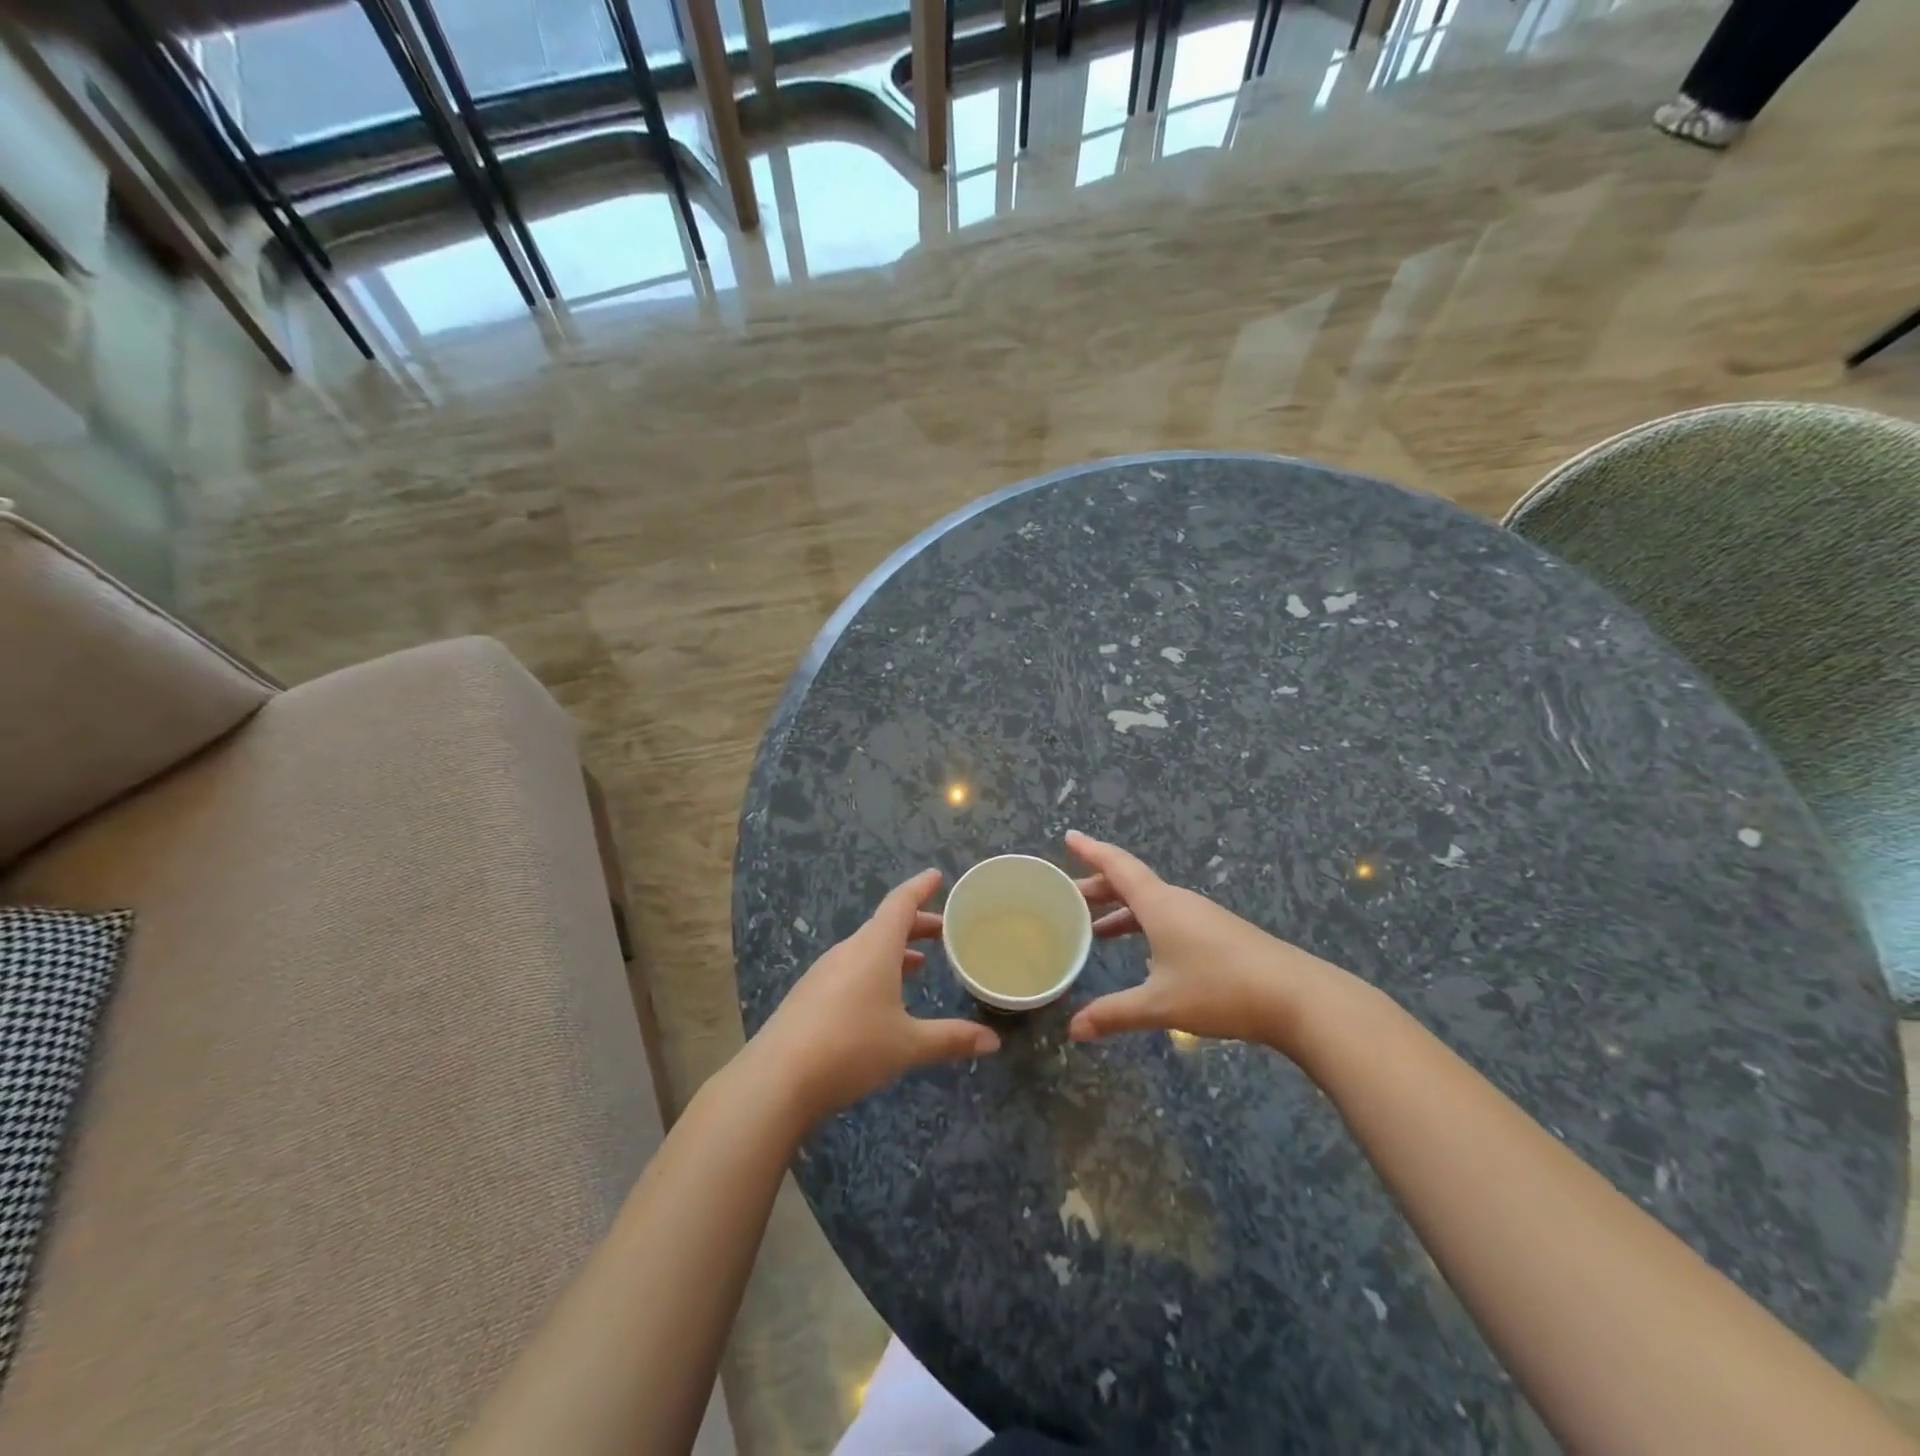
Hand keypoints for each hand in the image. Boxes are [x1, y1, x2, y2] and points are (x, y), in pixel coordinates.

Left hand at [757, 869, 1001, 1118]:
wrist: (778, 1079)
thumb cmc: (852, 1048)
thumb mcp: (908, 1045)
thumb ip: (951, 1039)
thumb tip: (993, 1041)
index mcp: (875, 947)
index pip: (901, 903)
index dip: (920, 888)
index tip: (936, 876)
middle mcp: (849, 950)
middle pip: (885, 925)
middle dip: (915, 925)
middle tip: (942, 931)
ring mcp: (824, 972)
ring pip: (866, 948)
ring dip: (894, 949)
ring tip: (917, 963)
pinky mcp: (809, 995)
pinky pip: (850, 968)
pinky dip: (874, 969)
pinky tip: (880, 997)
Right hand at [1065, 831, 1345, 1050]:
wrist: (1297, 997)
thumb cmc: (1221, 989)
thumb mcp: (1161, 1004)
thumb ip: (1115, 1013)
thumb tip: (1073, 1029)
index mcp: (1159, 904)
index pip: (1117, 866)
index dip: (1091, 851)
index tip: (1068, 837)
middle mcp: (1178, 902)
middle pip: (1131, 884)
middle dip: (1098, 888)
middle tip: (1069, 897)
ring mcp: (1201, 917)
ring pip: (1151, 903)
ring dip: (1122, 910)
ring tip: (1097, 930)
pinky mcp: (1218, 935)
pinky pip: (1169, 918)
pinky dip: (1145, 926)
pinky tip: (1144, 956)